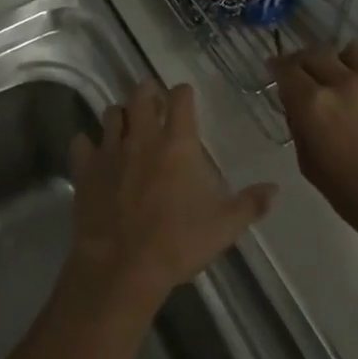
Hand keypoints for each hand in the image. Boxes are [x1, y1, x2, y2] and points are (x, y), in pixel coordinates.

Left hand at [66, 81, 276, 314]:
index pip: (180, 97)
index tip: (186, 98)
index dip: (183, 93)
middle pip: (141, 93)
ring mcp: (110, 149)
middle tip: (154, 101)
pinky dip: (88, 144)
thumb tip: (275, 188)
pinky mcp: (85, 167)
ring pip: (111, 113)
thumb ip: (250, 204)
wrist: (122, 266)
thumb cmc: (177, 243)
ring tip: (127, 126)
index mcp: (177, 143)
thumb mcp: (224, 227)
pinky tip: (94, 154)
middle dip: (148, 92)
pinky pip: (81, 142)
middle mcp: (142, 136)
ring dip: (121, 115)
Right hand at [274, 43, 357, 261]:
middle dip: (303, 61)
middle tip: (304, 75)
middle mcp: (344, 84)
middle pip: (315, 53)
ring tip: (341, 78)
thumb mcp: (309, 165)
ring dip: (339, 60)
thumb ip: (299, 127)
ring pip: (351, 52)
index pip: (286, 68)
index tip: (275, 71)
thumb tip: (298, 106)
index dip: (277, 67)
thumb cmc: (353, 197)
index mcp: (314, 103)